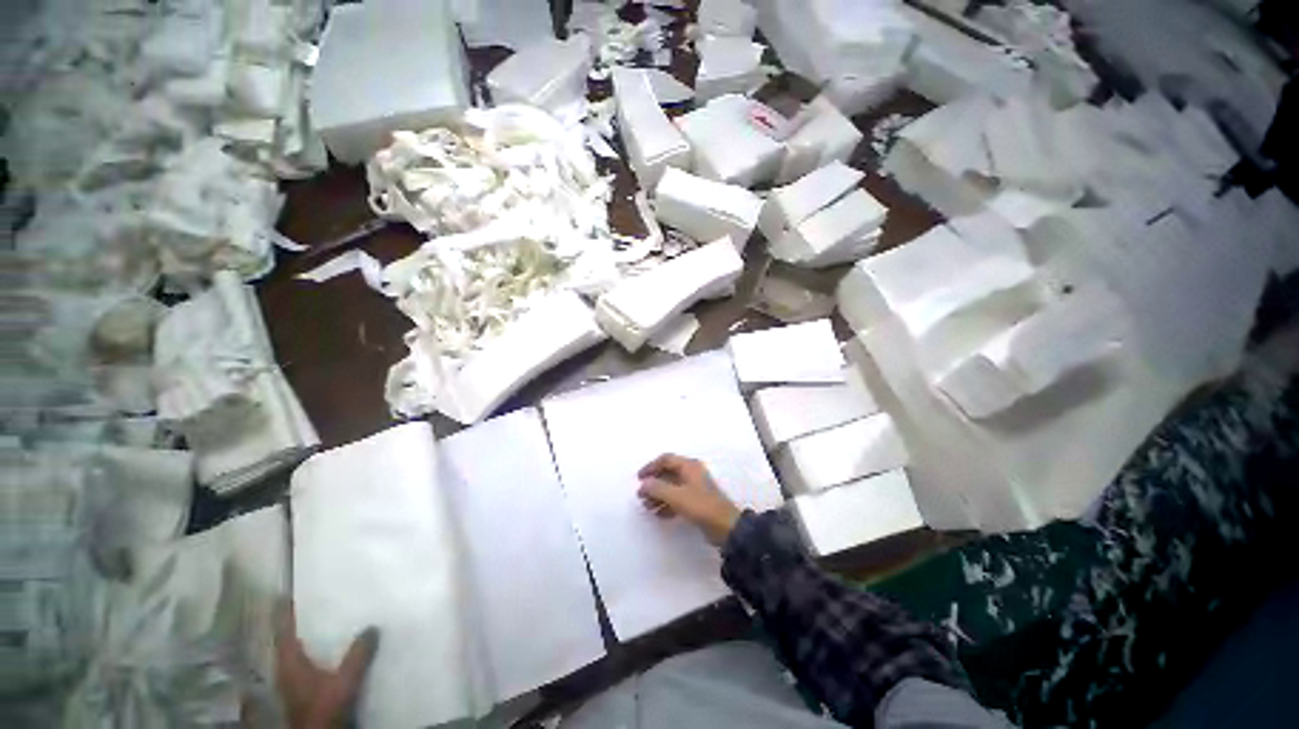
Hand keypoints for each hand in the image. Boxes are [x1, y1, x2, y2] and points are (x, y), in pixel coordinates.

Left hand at [275, 602, 378, 728]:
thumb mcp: (344, 681)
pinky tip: (327, 648)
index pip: (284, 632)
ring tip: (321, 621)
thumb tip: (372, 626)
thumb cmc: (324, 706)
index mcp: (289, 662)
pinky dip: (312, 651)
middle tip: (310, 601)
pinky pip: (304, 663)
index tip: (287, 593)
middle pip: (287, 641)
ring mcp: (291, 681)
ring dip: (305, 638)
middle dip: (296, 623)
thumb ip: (358, 654)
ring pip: (295, 653)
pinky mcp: (301, 690)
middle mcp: (286, 669)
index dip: (285, 613)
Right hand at [638, 454, 741, 545]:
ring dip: (658, 495)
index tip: (639, 478)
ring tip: (647, 507)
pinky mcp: (697, 502)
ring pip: (672, 487)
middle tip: (641, 495)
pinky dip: (667, 504)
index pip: (666, 459)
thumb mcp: (676, 496)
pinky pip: (678, 499)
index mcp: (689, 466)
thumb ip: (658, 488)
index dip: (651, 467)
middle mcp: (692, 473)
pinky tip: (659, 515)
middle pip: (668, 473)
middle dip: (653, 483)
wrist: (726, 527)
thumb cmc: (701, 506)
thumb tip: (644, 484)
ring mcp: (695, 488)